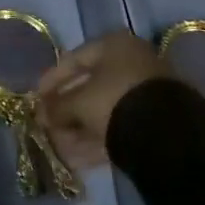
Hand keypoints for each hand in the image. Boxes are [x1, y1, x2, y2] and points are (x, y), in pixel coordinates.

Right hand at [34, 32, 173, 170]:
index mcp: (114, 46)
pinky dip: (97, 139)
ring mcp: (146, 93)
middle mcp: (132, 63)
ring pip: (104, 110)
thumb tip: (40, 114)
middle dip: (66, 109)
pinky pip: (119, 126)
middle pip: (90, 86)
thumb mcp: (80, 102)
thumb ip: (57, 106)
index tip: (36, 97)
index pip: (74, 59)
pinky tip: (77, 158)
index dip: (52, 79)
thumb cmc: (116, 101)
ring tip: (59, 147)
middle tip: (47, 125)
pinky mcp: (155, 122)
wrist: (168, 136)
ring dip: (79, 128)